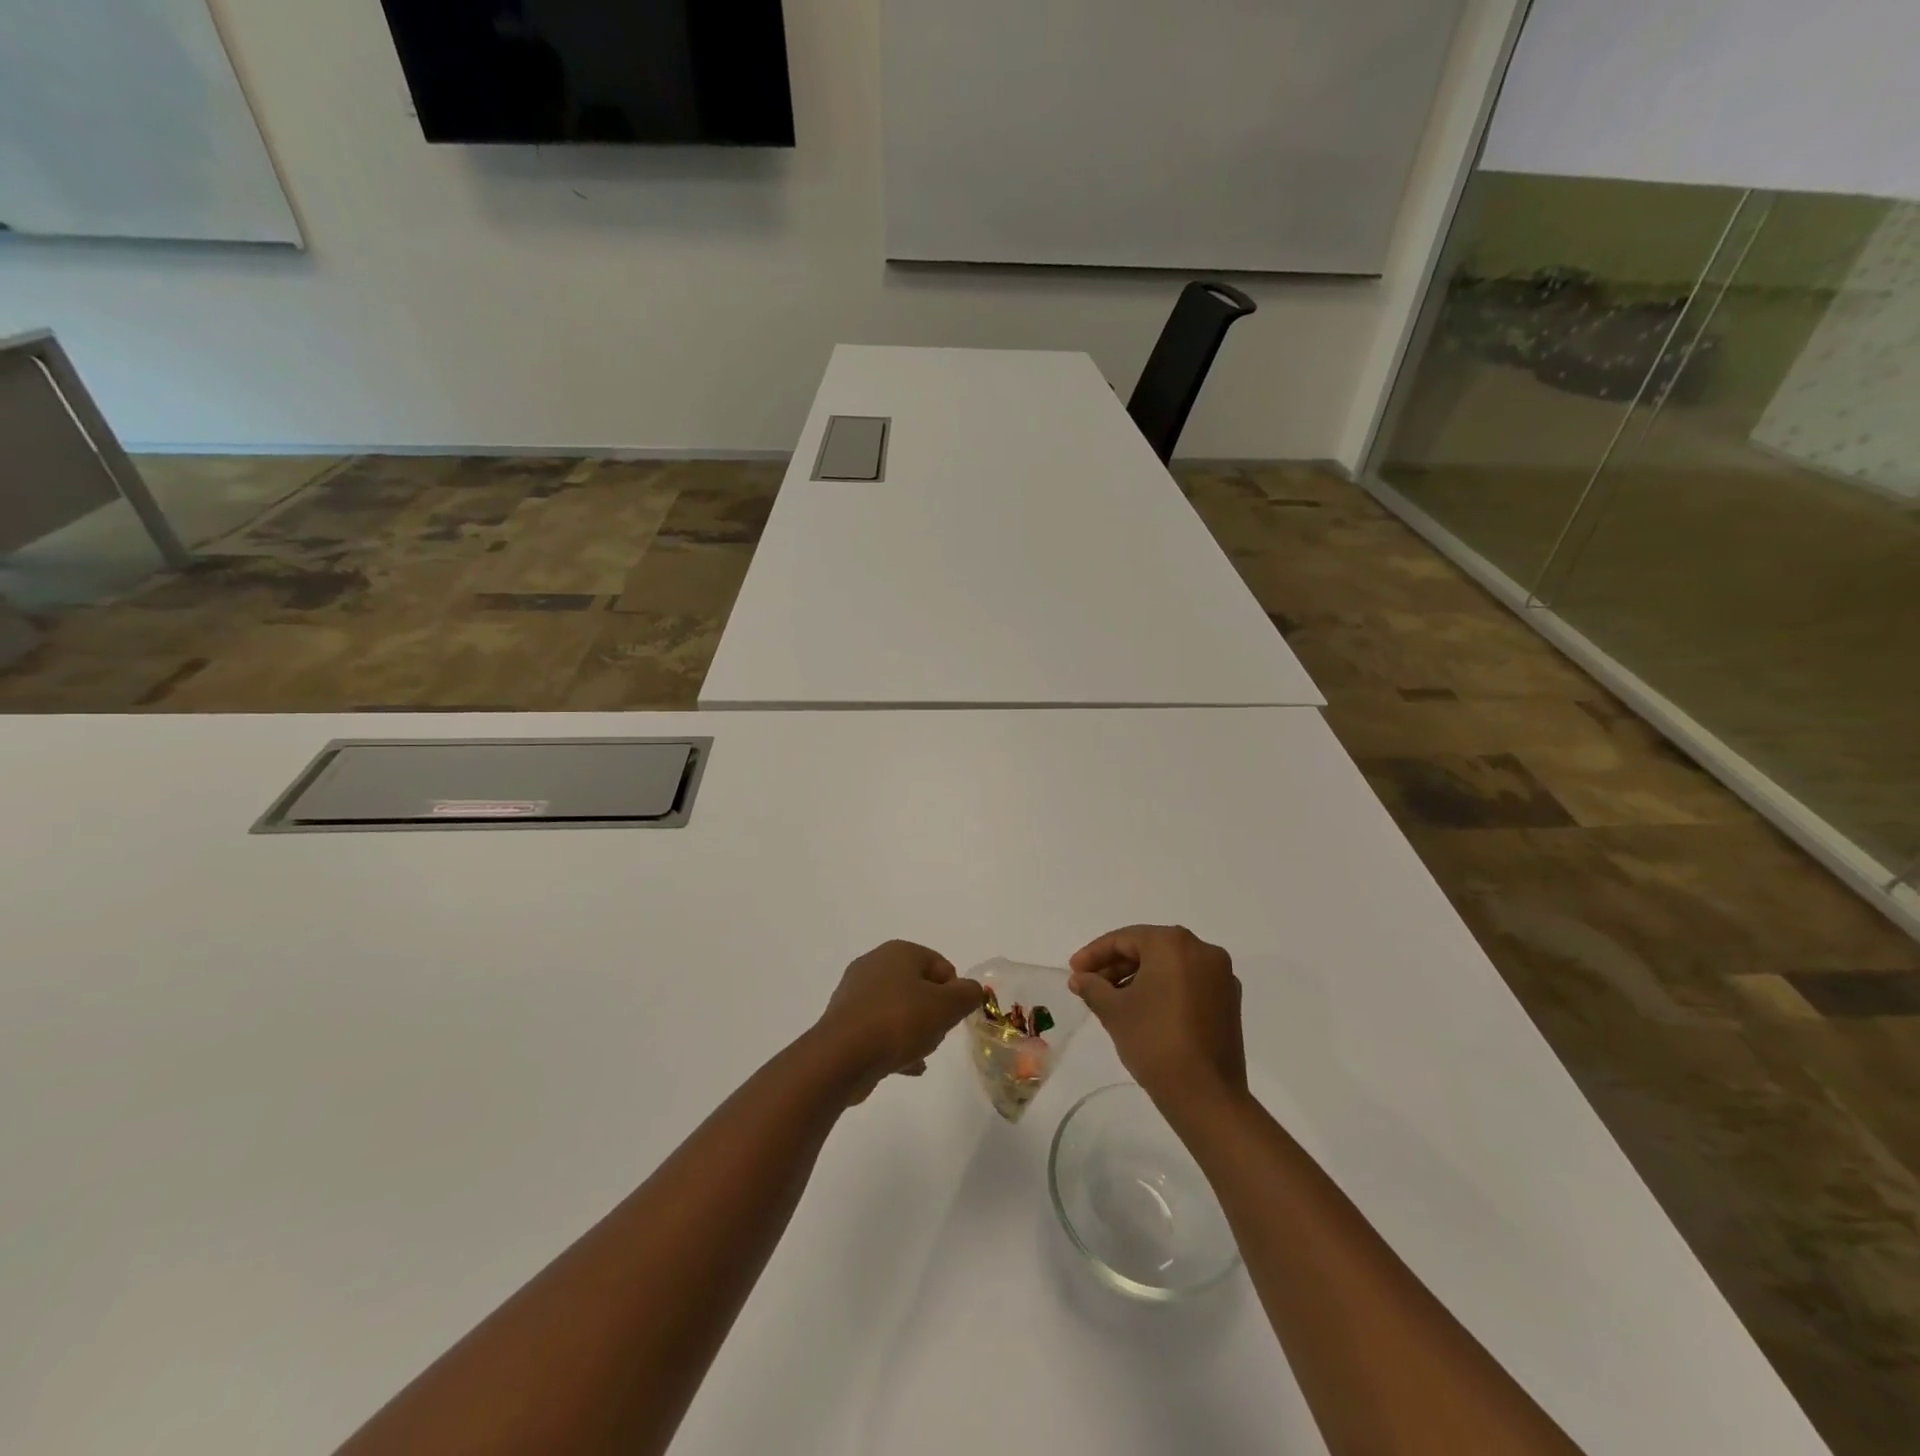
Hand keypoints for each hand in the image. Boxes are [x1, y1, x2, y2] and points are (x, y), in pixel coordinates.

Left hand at [814, 941, 983, 1103]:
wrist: (842, 1057)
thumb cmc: (899, 1022)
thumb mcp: (947, 1006)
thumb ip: (968, 994)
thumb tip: (971, 990)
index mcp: (899, 951)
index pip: (941, 966)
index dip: (954, 992)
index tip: (953, 1017)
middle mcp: (874, 965)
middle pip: (919, 987)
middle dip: (933, 1012)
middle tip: (935, 1034)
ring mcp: (855, 993)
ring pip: (899, 1009)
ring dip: (914, 1030)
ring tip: (919, 1053)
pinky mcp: (844, 1022)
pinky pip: (879, 1029)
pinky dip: (894, 1044)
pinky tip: (906, 1066)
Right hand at [1069, 926, 1246, 1117]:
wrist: (1205, 1096)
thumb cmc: (1154, 1042)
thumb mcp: (1113, 1011)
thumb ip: (1092, 987)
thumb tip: (1080, 978)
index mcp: (1174, 943)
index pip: (1124, 939)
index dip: (1094, 954)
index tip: (1073, 972)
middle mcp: (1202, 950)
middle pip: (1149, 949)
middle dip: (1116, 966)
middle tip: (1089, 985)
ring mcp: (1221, 976)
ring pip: (1169, 966)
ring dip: (1138, 977)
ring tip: (1111, 1000)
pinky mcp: (1229, 1001)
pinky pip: (1188, 982)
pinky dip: (1163, 989)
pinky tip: (1143, 1010)